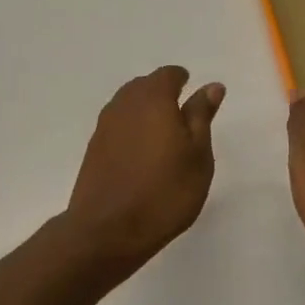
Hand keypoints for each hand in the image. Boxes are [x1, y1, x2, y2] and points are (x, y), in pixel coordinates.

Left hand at [63, 66, 224, 280]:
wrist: (108, 229)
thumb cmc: (165, 192)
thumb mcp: (197, 155)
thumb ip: (201, 116)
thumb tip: (210, 86)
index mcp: (152, 99)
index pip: (167, 75)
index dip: (181, 79)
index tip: (191, 89)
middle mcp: (123, 105)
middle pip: (143, 86)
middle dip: (161, 92)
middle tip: (180, 112)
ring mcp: (104, 126)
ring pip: (126, 104)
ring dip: (144, 109)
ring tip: (163, 132)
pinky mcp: (93, 148)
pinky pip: (116, 125)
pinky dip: (130, 128)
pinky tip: (141, 150)